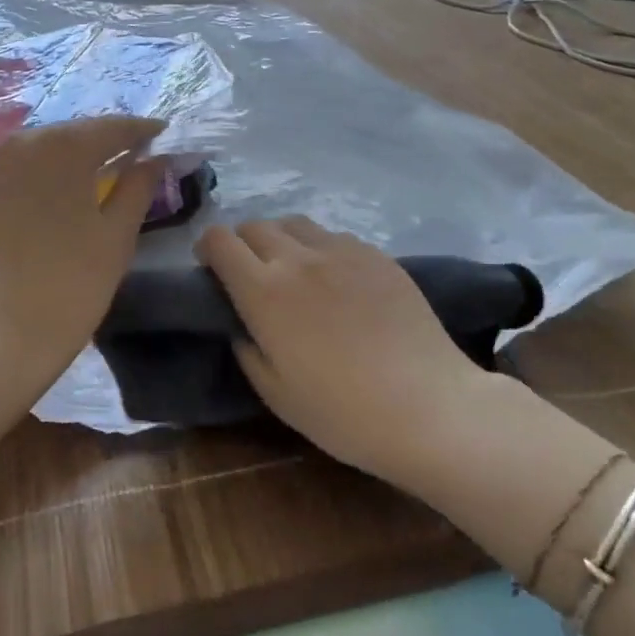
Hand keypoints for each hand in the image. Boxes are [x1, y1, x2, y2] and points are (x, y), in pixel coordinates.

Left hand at [0, 115, 165, 404]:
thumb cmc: (70, 286)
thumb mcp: (116, 236)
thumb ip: (139, 187)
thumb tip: (155, 158)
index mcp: (62, 148)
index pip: (111, 127)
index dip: (140, 130)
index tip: (161, 132)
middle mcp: (17, 147)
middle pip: (68, 134)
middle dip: (99, 141)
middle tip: (126, 154)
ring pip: (32, 154)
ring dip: (61, 160)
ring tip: (85, 177)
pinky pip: (3, 180)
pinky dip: (27, 184)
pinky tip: (39, 206)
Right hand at [195, 217, 486, 486]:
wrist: (427, 405)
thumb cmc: (342, 412)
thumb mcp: (275, 393)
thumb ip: (247, 348)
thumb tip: (241, 323)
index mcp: (264, 290)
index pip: (219, 240)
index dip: (208, 249)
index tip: (212, 271)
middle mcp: (298, 258)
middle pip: (255, 225)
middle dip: (242, 244)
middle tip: (251, 276)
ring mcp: (342, 250)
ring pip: (295, 223)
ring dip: (282, 240)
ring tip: (294, 272)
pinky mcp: (376, 254)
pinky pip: (335, 236)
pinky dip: (321, 249)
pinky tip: (337, 281)